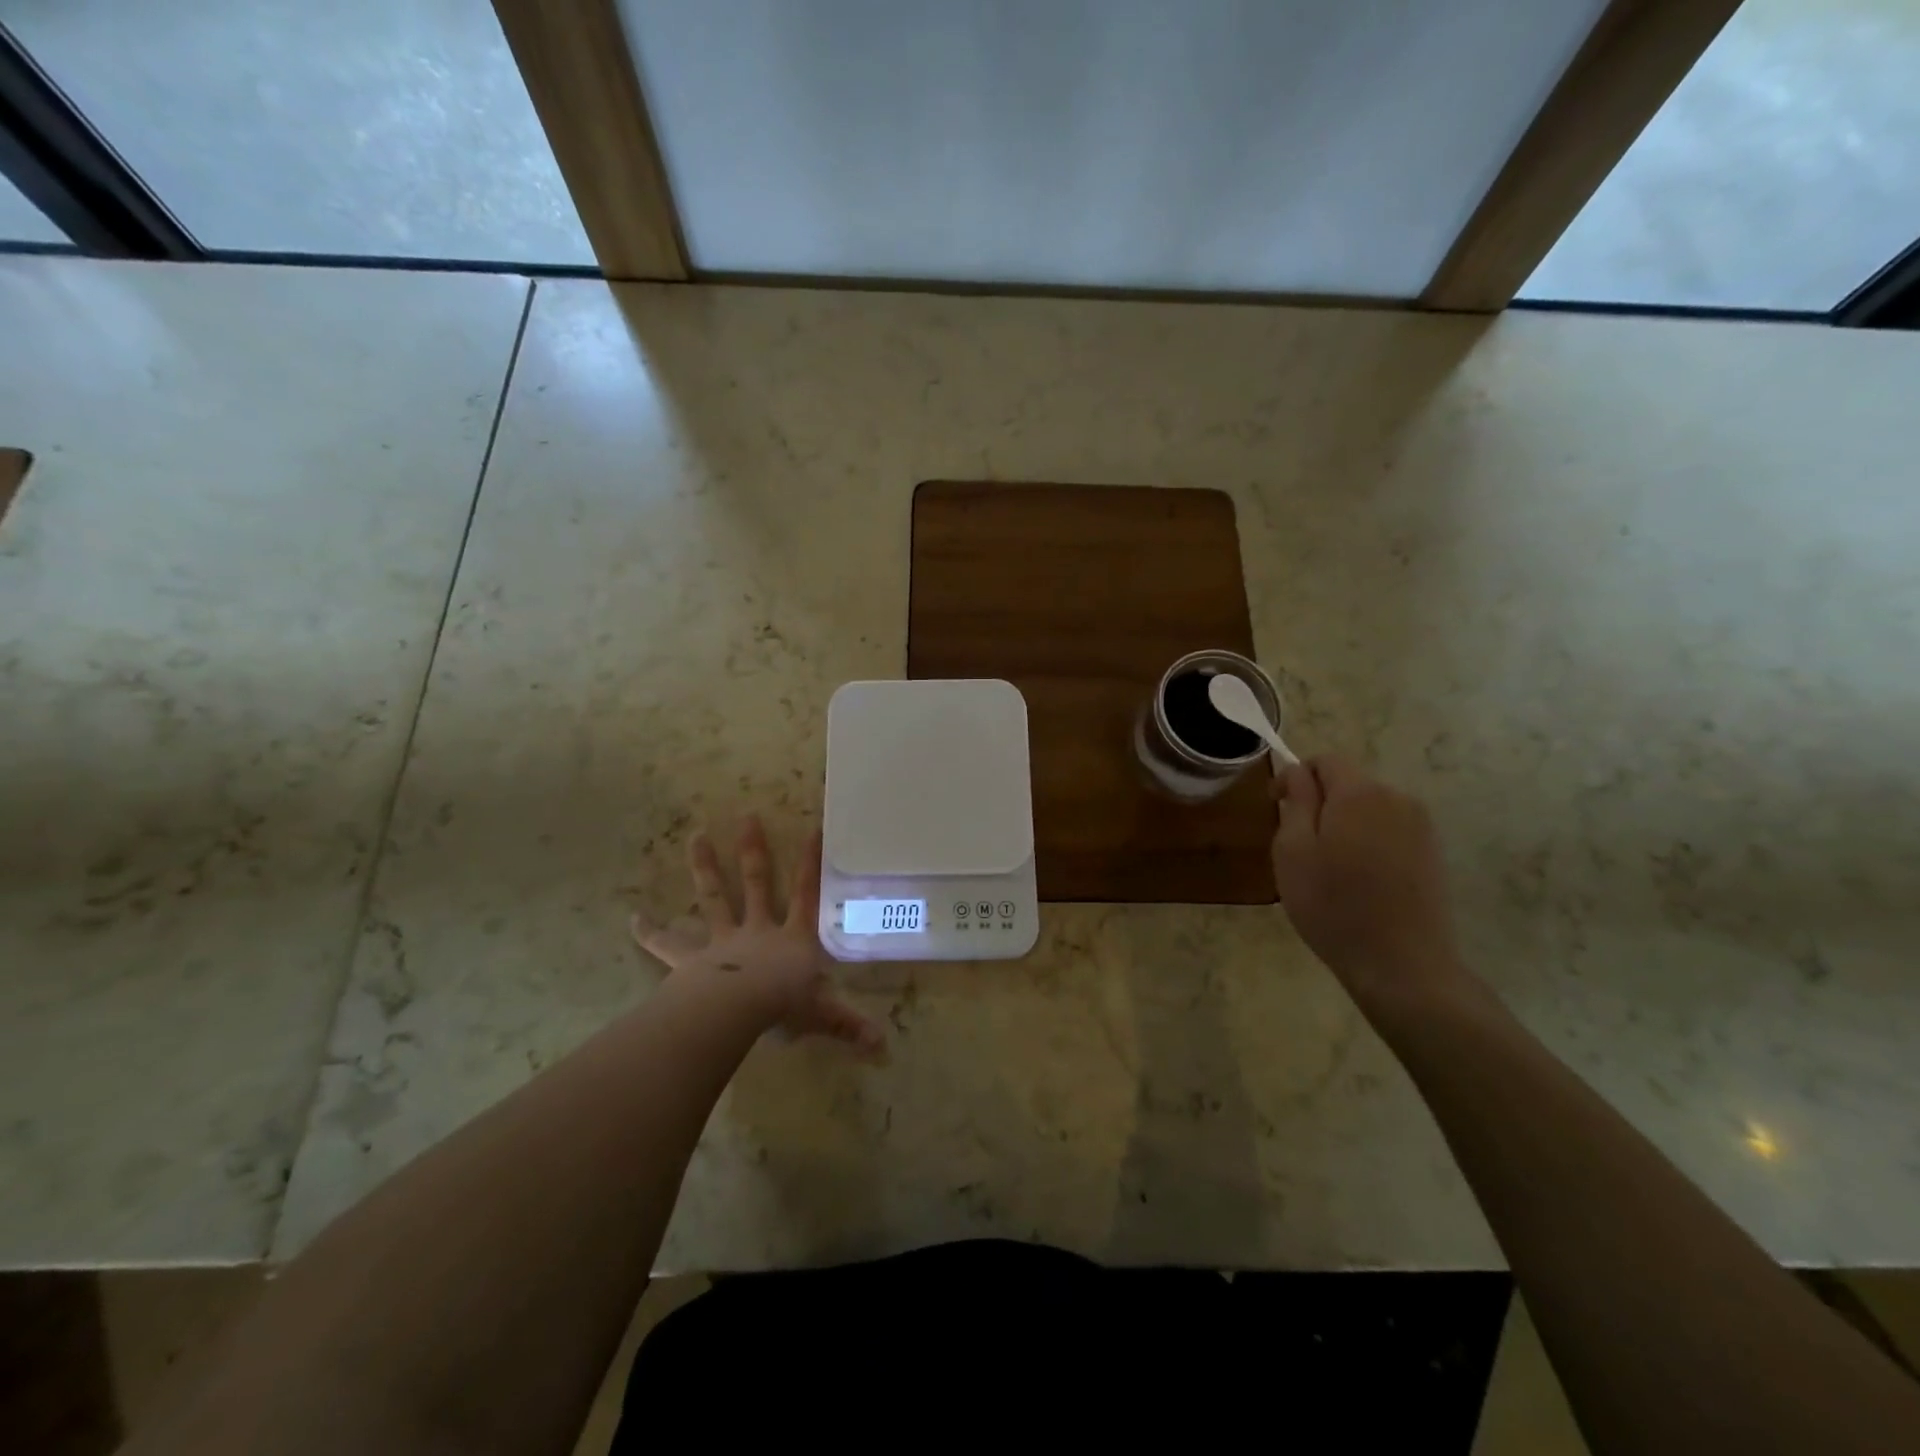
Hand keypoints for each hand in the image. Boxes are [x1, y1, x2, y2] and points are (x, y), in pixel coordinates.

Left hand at [631, 816, 884, 1053]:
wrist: (736, 1011)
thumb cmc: (782, 1007)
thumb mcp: (821, 1015)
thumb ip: (848, 1025)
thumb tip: (882, 1045)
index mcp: (792, 938)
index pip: (806, 894)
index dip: (811, 863)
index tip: (813, 829)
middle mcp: (758, 930)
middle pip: (756, 882)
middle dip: (753, 850)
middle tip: (747, 816)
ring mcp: (722, 941)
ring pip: (714, 898)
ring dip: (704, 867)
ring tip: (695, 836)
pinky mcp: (691, 960)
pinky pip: (668, 945)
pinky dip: (651, 932)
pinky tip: (633, 918)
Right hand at [1271, 755, 1470, 1013]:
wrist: (1402, 964)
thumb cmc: (1333, 905)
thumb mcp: (1293, 851)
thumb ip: (1296, 802)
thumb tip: (1298, 772)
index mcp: (1359, 793)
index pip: (1324, 760)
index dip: (1295, 777)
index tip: (1275, 807)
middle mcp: (1397, 799)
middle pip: (1348, 783)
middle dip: (1320, 803)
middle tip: (1297, 845)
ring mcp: (1421, 827)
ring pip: (1368, 809)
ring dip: (1344, 823)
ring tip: (1327, 867)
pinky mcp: (1432, 854)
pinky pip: (1389, 831)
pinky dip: (1367, 843)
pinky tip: (1358, 881)